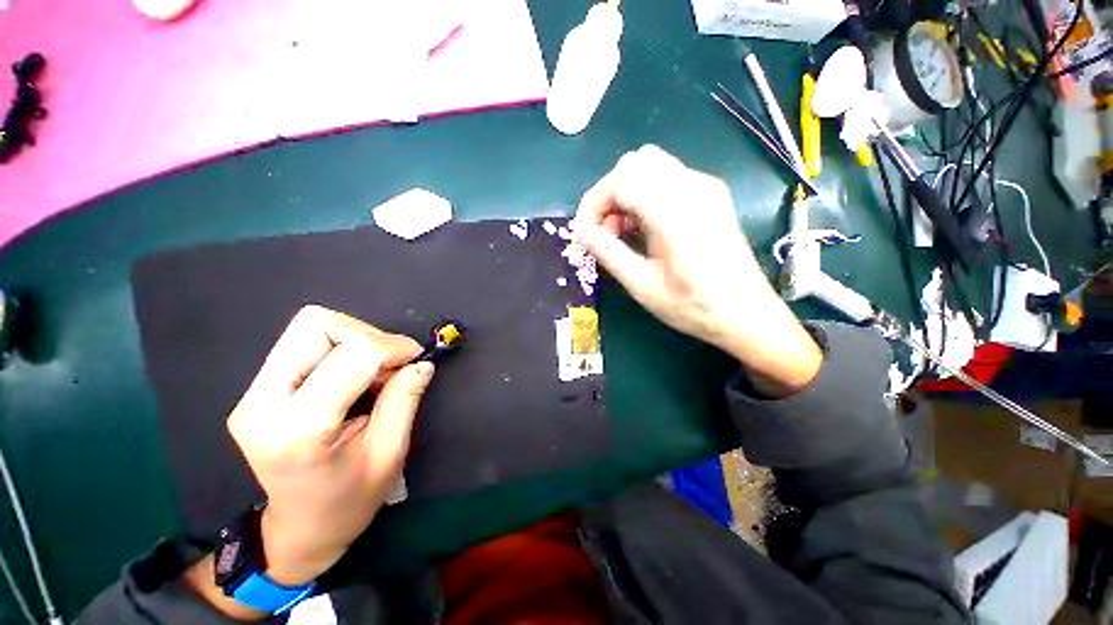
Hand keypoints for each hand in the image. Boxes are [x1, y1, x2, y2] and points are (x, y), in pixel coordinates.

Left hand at [226, 305, 433, 586]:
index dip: (394, 347)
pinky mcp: (257, 390)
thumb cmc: (350, 500)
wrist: (301, 528)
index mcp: (298, 428)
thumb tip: (422, 361)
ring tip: (373, 372)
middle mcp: (262, 403)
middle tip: (390, 365)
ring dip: (354, 339)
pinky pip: (304, 343)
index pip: (352, 356)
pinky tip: (354, 376)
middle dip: (366, 335)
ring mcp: (252, 395)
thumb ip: (405, 398)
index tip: (416, 358)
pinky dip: (341, 348)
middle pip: (316, 325)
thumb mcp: (390, 452)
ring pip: (310, 327)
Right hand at [573, 145, 821, 395]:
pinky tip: (644, 229)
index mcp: (673, 209)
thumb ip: (606, 252)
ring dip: (626, 194)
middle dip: (609, 195)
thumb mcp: (641, 284)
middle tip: (605, 232)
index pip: (619, 180)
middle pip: (634, 164)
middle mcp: (692, 186)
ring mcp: (705, 187)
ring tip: (622, 233)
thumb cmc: (692, 305)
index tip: (584, 232)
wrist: (746, 314)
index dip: (593, 203)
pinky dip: (645, 196)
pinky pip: (667, 179)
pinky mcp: (711, 195)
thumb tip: (579, 231)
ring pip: (650, 167)